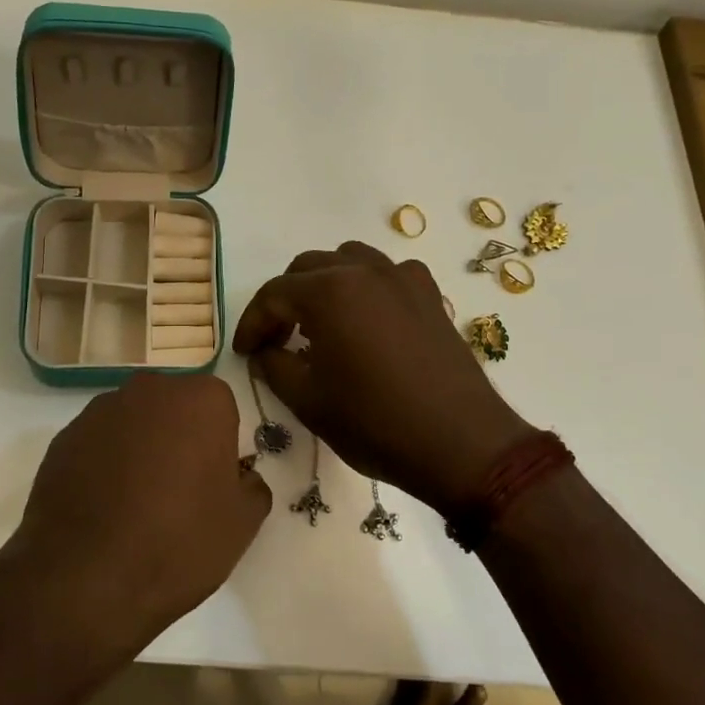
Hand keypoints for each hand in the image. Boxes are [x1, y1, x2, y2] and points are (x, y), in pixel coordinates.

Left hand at [5, 373, 270, 655]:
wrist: (84, 579)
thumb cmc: (178, 543)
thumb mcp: (242, 524)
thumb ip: (252, 486)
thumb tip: (240, 475)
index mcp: (202, 400)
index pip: (221, 409)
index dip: (220, 446)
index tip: (213, 483)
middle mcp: (150, 390)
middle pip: (175, 408)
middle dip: (179, 438)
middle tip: (178, 492)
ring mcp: (100, 410)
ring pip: (134, 423)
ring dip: (139, 449)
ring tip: (135, 505)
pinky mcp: (63, 437)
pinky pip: (98, 444)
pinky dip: (104, 465)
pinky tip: (103, 508)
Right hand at [233, 242, 532, 509]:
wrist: (461, 443)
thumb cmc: (375, 423)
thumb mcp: (308, 401)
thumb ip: (274, 365)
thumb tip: (265, 351)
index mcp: (328, 292)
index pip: (273, 294)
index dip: (251, 323)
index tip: (244, 352)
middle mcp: (364, 271)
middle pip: (307, 268)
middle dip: (284, 301)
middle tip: (276, 340)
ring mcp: (402, 277)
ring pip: (347, 261)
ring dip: (323, 285)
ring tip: (319, 324)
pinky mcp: (429, 294)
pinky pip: (386, 273)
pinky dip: (365, 287)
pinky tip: (367, 321)